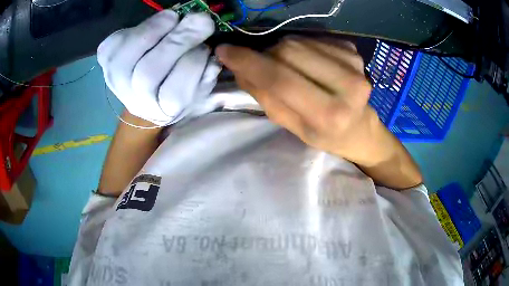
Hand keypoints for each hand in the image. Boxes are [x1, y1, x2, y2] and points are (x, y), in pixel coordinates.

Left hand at [97, 11, 220, 126]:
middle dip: (178, 42)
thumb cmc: (176, 86)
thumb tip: (211, 54)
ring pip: (127, 58)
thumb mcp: (197, 86)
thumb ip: (206, 74)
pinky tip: (158, 22)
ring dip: (153, 31)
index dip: (191, 66)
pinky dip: (138, 28)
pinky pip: (116, 44)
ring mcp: (115, 81)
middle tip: (201, 20)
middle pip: (148, 74)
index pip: (173, 95)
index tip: (207, 47)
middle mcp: (134, 101)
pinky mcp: (106, 60)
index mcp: (161, 111)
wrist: (145, 88)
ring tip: (174, 18)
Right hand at [215, 38, 380, 165]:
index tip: (224, 51)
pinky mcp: (353, 50)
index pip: (280, 80)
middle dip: (265, 56)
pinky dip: (301, 48)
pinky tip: (309, 63)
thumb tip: (239, 67)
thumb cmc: (326, 135)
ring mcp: (354, 63)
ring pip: (299, 41)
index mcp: (329, 115)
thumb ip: (265, 97)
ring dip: (282, 51)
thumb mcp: (292, 127)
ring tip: (289, 68)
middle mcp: (348, 85)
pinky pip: (312, 38)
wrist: (361, 128)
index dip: (248, 62)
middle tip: (263, 67)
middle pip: (288, 51)